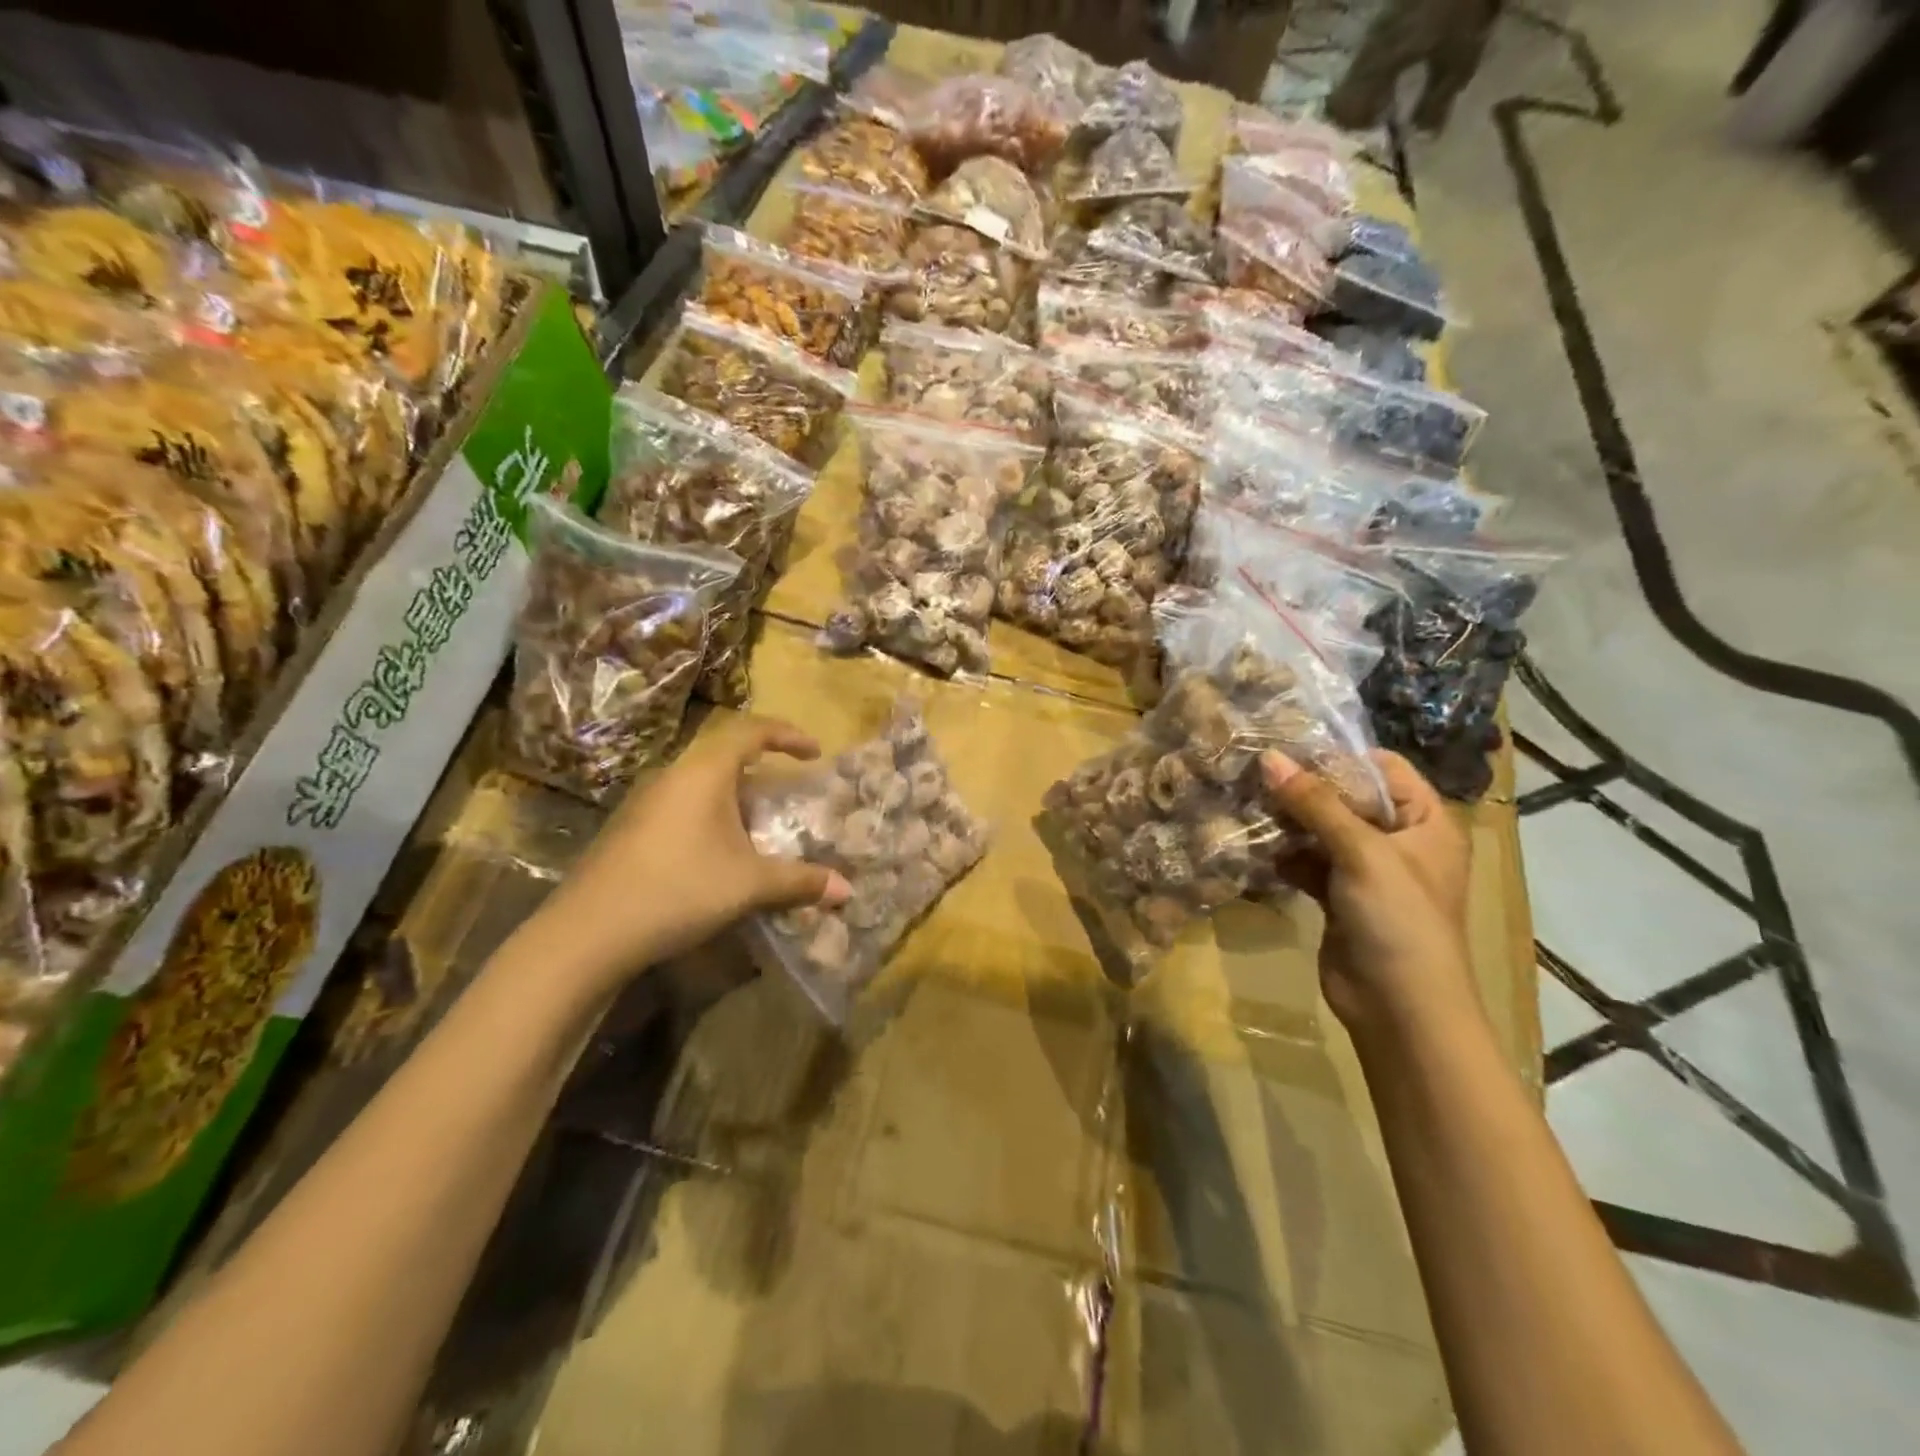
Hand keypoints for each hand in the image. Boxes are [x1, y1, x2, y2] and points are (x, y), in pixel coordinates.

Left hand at [525, 719, 850, 991]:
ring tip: (758, 830)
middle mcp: (672, 776)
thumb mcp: (749, 885)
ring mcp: (644, 802)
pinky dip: (710, 818)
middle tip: (787, 796)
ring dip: (734, 799)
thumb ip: (800, 881)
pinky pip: (681, 807)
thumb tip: (847, 890)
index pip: (750, 730)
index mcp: (703, 773)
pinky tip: (717, 857)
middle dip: (762, 771)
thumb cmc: (679, 890)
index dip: (787, 734)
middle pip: (724, 756)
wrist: (588, 933)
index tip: (815, 752)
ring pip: (700, 785)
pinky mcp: (629, 829)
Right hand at [1262, 750, 1476, 1029]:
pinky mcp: (1339, 896)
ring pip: (1322, 830)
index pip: (1383, 768)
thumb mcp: (1361, 852)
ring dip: (1288, 821)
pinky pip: (1308, 861)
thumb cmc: (1398, 919)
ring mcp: (1368, 870)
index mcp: (1426, 822)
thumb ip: (1315, 803)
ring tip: (1245, 803)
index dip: (1338, 756)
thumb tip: (1269, 757)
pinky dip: (1285, 854)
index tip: (1287, 747)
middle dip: (1303, 788)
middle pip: (1347, 797)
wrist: (1399, 1008)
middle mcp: (1399, 840)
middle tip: (1253, 773)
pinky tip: (1253, 845)